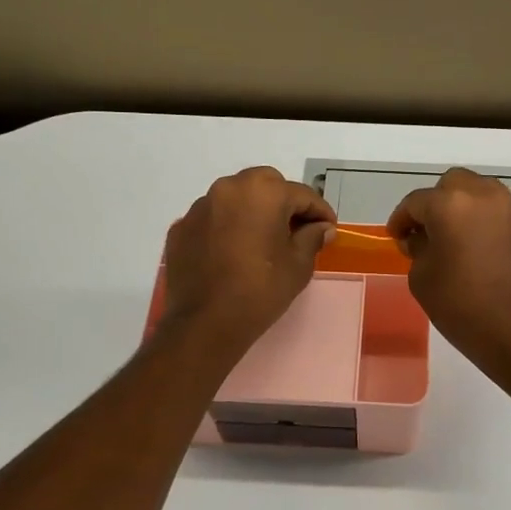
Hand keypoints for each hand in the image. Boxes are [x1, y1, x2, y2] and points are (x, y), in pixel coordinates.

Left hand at [163, 167, 336, 358]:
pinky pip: (212, 219)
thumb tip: (321, 228)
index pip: (302, 195)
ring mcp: (200, 207)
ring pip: (236, 199)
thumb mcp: (298, 265)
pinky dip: (226, 228)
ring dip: (252, 212)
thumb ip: (312, 238)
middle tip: (296, 230)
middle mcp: (228, 188)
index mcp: (263, 192)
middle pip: (266, 186)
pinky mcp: (181, 228)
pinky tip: (232, 253)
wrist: (205, 324)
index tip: (329, 228)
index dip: (320, 212)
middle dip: (284, 203)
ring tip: (262, 241)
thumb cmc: (261, 290)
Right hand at [386, 169, 510, 380]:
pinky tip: (482, 258)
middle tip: (427, 230)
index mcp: (452, 204)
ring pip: (483, 196)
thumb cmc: (460, 306)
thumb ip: (417, 249)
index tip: (396, 237)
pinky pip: (502, 221)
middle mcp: (485, 198)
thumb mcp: (421, 278)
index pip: (416, 202)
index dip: (401, 219)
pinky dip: (488, 230)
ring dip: (465, 211)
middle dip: (436, 202)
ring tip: (455, 240)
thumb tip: (423, 239)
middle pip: (454, 184)